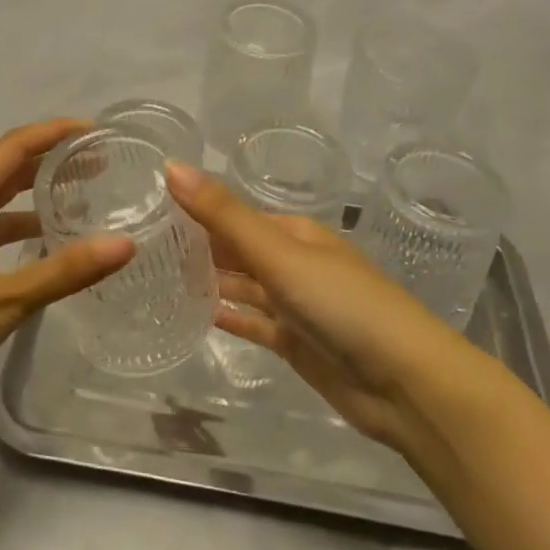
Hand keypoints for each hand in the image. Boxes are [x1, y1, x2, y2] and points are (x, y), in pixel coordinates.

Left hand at [0, 119, 134, 396]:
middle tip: (98, 164)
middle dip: (50, 161)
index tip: (95, 131)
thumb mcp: (3, 300)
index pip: (14, 147)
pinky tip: (43, 243)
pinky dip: (17, 227)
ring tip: (80, 198)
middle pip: (6, 168)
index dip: (54, 132)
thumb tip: (125, 244)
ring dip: (35, 196)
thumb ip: (64, 271)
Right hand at [167, 161, 479, 452]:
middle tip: (143, 247)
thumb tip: (171, 166)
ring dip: (210, 282)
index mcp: (295, 233)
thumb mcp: (279, 253)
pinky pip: (254, 323)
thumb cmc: (342, 304)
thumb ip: (223, 214)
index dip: (197, 210)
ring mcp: (296, 305)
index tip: (149, 212)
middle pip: (238, 250)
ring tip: (159, 277)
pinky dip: (230, 317)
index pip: (235, 215)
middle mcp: (294, 263)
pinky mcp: (296, 343)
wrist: (406, 384)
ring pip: (244, 286)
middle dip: (198, 247)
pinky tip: (198, 315)